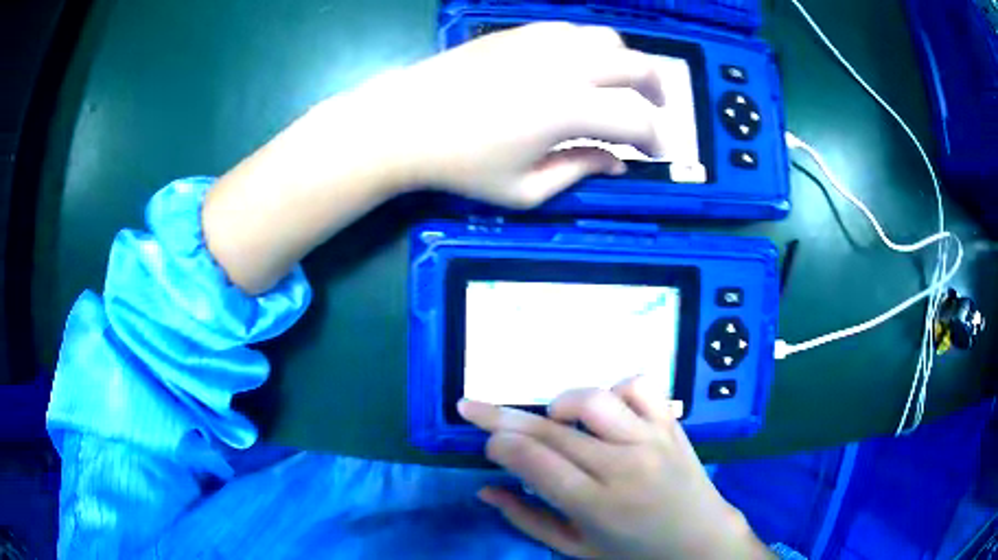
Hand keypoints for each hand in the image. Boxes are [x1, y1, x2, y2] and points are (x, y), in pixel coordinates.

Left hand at [328, 22, 665, 207]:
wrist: (403, 122)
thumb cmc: (459, 165)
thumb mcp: (524, 190)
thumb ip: (579, 172)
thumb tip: (616, 163)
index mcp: (568, 109)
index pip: (636, 120)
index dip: (655, 140)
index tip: (656, 155)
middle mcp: (564, 66)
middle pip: (636, 65)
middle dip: (657, 91)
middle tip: (657, 112)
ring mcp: (540, 42)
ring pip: (607, 39)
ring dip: (627, 63)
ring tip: (623, 85)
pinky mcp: (518, 33)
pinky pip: (571, 30)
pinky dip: (591, 47)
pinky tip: (581, 65)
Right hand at [459, 377, 771, 558]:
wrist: (700, 541)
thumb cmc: (633, 553)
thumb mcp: (575, 549)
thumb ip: (527, 519)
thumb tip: (485, 489)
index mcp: (596, 505)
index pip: (534, 461)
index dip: (499, 444)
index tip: (487, 444)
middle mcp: (623, 467)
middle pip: (551, 430)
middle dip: (501, 416)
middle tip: (472, 408)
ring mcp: (651, 440)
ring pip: (594, 400)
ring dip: (560, 403)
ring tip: (553, 420)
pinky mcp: (671, 424)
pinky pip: (640, 385)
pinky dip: (615, 389)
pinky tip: (607, 412)